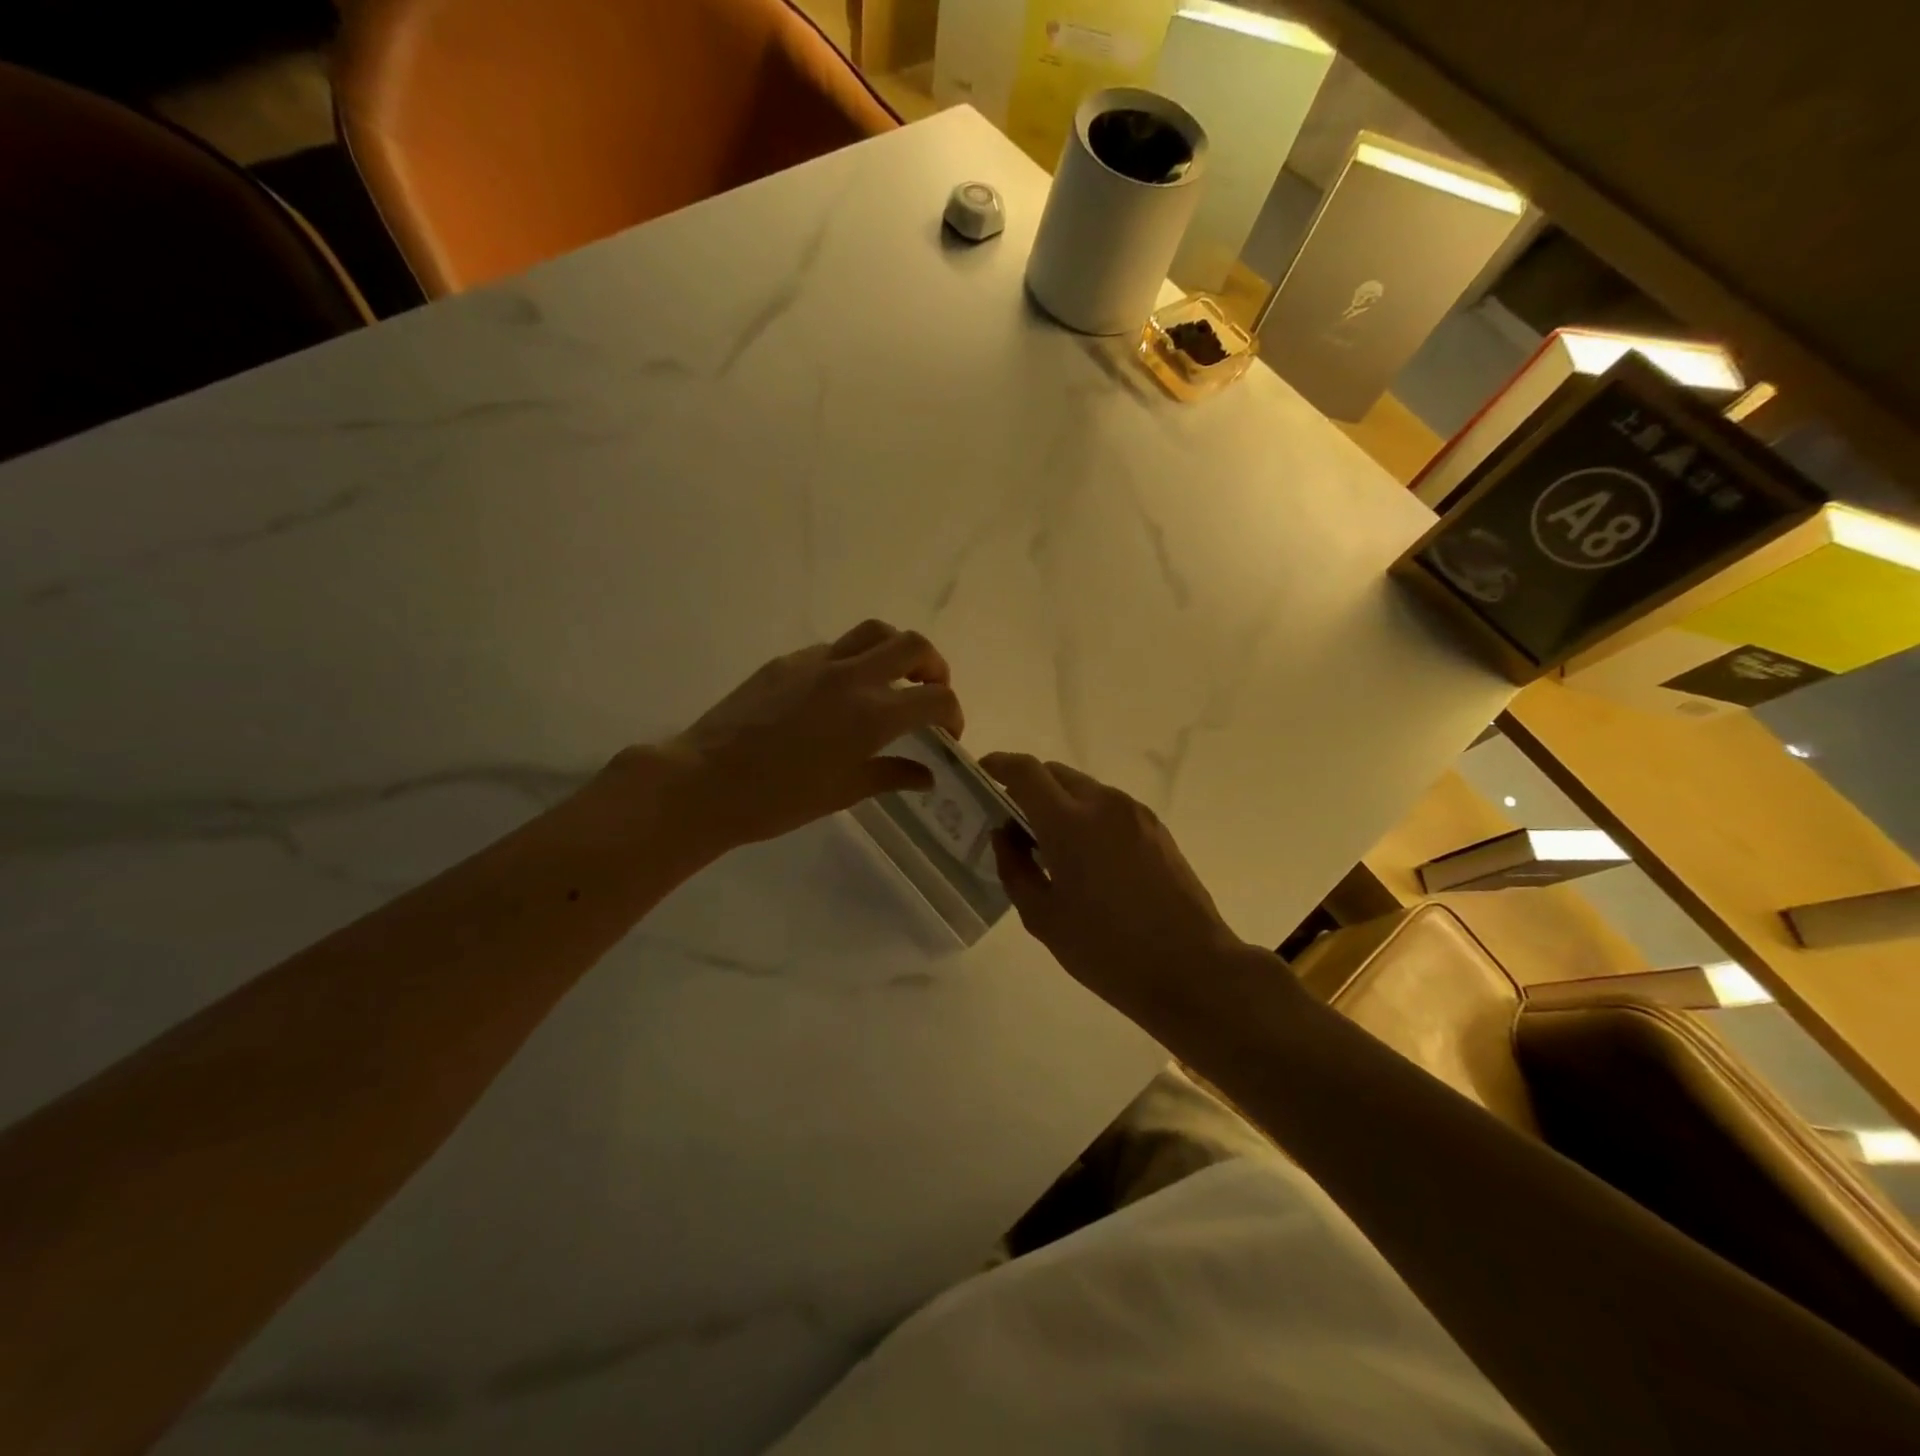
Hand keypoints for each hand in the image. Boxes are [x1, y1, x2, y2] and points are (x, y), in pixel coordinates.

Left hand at [648, 620, 964, 851]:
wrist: (706, 782)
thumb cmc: (779, 799)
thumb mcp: (844, 792)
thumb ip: (892, 775)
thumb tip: (927, 775)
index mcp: (872, 715)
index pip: (936, 698)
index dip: (953, 713)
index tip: (948, 733)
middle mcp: (851, 676)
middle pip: (912, 645)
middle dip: (934, 665)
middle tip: (929, 690)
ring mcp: (816, 662)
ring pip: (874, 631)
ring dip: (895, 649)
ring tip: (892, 677)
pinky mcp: (786, 661)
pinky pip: (833, 648)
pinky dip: (853, 660)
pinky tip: (839, 692)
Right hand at [981, 753, 1263, 1025]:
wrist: (1192, 968)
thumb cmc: (1107, 950)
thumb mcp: (1043, 918)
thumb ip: (1015, 868)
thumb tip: (1005, 835)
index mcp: (1069, 822)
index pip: (1025, 771)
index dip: (998, 764)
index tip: (983, 773)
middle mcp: (1103, 803)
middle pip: (1055, 773)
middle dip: (1027, 785)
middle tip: (1012, 820)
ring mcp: (1135, 813)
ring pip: (1084, 788)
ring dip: (1059, 801)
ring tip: (1049, 844)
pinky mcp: (1156, 828)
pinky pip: (1109, 806)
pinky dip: (1086, 815)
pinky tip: (1086, 857)